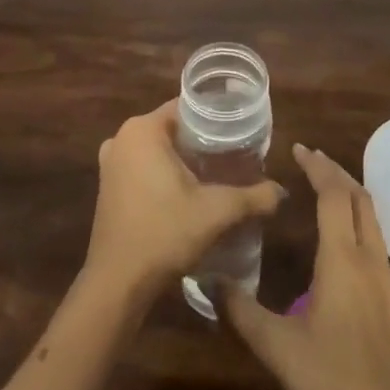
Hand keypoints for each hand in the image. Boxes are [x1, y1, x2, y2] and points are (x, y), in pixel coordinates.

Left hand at [84, 100, 284, 297]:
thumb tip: (281, 192)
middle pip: (173, 128)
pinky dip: (164, 173)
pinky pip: (143, 167)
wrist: (118, 282)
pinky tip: (188, 192)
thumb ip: (253, 197)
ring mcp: (111, 163)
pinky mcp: (108, 186)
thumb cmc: (164, 233)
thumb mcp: (216, 212)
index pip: (187, 107)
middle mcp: (122, 138)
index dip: (216, 118)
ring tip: (217, 173)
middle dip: (202, 141)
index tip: (241, 132)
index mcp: (143, 130)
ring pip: (157, 149)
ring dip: (183, 159)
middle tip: (235, 154)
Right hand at [221, 145, 389, 389]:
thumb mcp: (278, 348)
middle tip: (309, 160)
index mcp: (344, 261)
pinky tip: (338, 238)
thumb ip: (242, 312)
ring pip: (372, 218)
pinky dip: (357, 218)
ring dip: (349, 194)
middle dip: (336, 172)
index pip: (335, 195)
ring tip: (322, 188)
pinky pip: (376, 239)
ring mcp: (386, 280)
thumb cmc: (333, 383)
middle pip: (360, 198)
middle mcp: (370, 260)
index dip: (318, 167)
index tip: (299, 149)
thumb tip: (208, 282)